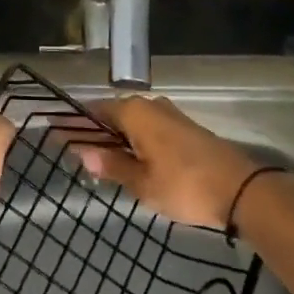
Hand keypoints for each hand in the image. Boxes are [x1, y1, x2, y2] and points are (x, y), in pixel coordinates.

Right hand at [75, 96, 263, 228]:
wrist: (240, 188)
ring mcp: (168, 115)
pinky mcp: (182, 129)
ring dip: (113, 138)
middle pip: (112, 115)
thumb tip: (82, 152)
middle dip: (92, 132)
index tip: (54, 134)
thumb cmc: (184, 184)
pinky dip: (132, 142)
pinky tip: (127, 161)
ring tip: (95, 160)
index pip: (93, 111)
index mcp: (134, 112)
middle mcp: (149, 105)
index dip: (74, 124)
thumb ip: (112, 165)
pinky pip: (146, 130)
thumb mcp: (142, 182)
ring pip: (130, 123)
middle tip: (71, 152)